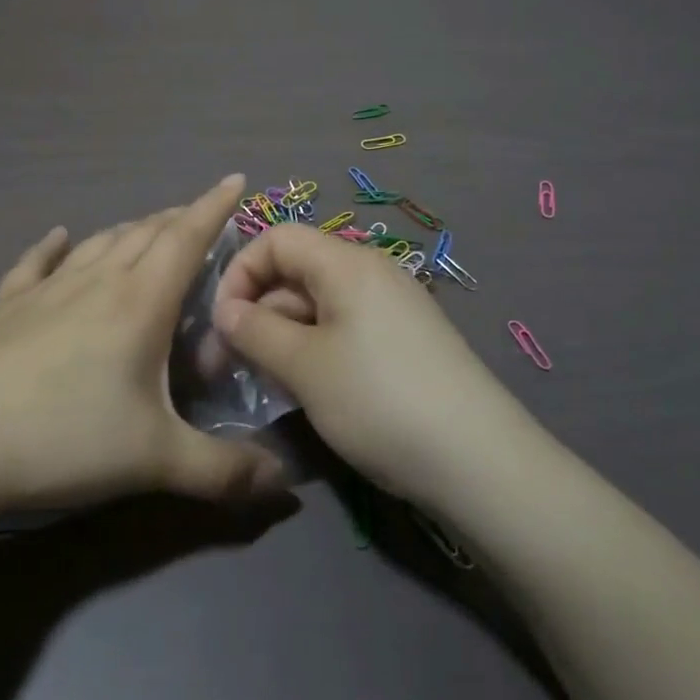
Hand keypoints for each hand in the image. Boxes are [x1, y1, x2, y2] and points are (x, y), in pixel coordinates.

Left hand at [0, 176, 291, 517]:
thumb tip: (286, 484)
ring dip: (130, 230)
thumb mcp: (154, 461)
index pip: (186, 239)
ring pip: (99, 243)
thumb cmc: (62, 440)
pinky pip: (36, 264)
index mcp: (139, 303)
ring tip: (148, 229)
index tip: (236, 178)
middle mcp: (95, 282)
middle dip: (178, 218)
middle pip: (145, 234)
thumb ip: (224, 471)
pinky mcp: (5, 308)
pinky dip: (53, 246)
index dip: (215, 207)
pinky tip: (58, 237)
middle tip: (199, 216)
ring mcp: (45, 291)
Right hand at [212, 225, 528, 506]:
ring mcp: (392, 307)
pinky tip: (307, 389)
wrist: (478, 460)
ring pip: (318, 305)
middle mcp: (371, 272)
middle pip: (296, 271)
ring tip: (266, 384)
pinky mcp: (405, 341)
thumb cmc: (378, 400)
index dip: (240, 272)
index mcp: (346, 263)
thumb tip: (227, 311)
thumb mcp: (304, 366)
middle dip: (257, 311)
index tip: (221, 322)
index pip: (277, 239)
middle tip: (230, 366)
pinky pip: (345, 329)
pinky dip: (314, 350)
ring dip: (283, 336)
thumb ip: (256, 331)